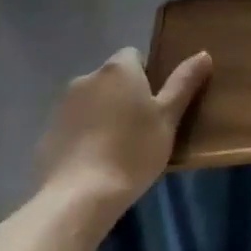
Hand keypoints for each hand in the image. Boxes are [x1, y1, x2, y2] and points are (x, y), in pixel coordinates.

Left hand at [39, 49, 212, 210]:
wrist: (79, 196)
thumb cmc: (133, 151)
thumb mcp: (168, 118)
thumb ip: (184, 83)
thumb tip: (203, 53)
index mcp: (118, 69)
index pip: (134, 55)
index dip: (147, 75)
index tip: (155, 104)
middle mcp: (86, 78)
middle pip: (111, 79)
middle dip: (124, 95)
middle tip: (142, 128)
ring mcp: (62, 105)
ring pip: (91, 101)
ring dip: (103, 114)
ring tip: (117, 148)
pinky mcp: (47, 133)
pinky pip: (73, 126)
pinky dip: (84, 135)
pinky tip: (94, 162)